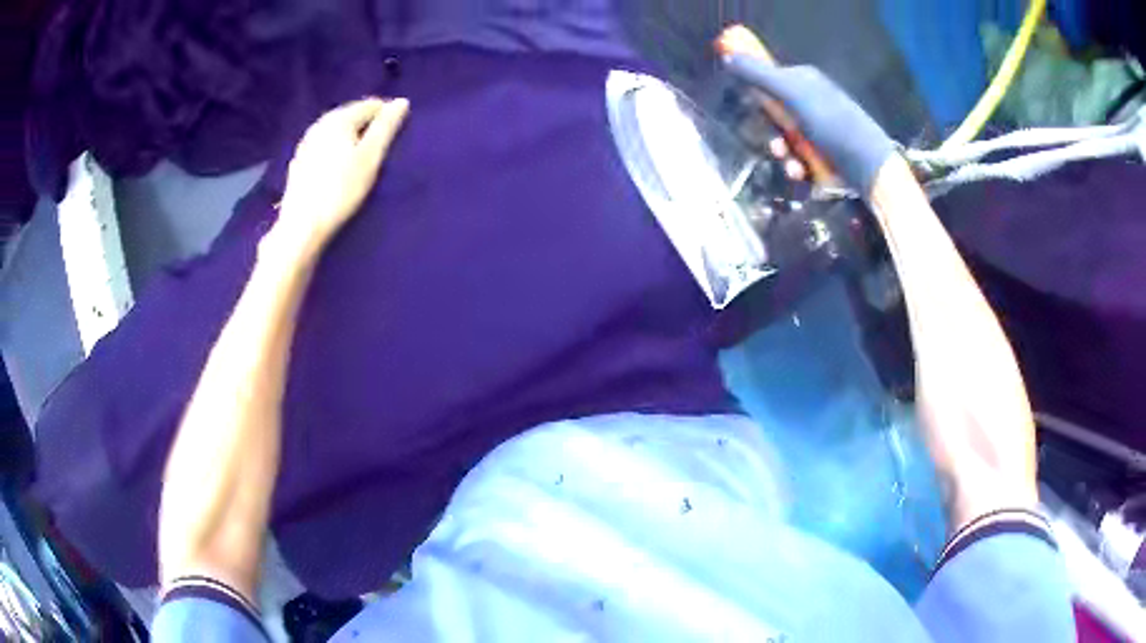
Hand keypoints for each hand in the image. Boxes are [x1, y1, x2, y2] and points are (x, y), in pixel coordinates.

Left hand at [275, 97, 409, 251]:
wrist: (301, 227)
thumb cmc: (340, 190)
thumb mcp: (370, 157)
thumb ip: (386, 127)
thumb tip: (402, 102)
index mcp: (338, 118)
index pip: (371, 105)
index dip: (387, 116)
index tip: (397, 136)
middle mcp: (320, 124)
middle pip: (351, 115)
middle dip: (368, 125)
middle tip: (382, 148)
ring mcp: (306, 143)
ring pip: (336, 130)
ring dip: (352, 137)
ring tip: (364, 157)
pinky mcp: (300, 162)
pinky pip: (325, 145)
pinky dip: (337, 149)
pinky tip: (341, 167)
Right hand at [723, 56, 895, 198]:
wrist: (869, 167)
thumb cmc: (832, 125)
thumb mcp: (792, 94)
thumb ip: (759, 75)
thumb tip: (728, 55)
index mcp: (805, 81)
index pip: (770, 79)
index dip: (759, 94)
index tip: (751, 107)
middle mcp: (812, 102)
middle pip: (775, 113)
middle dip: (771, 131)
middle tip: (776, 144)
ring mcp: (819, 130)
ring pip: (786, 139)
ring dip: (783, 153)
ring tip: (790, 163)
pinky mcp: (824, 154)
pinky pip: (800, 157)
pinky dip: (797, 166)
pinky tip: (801, 173)